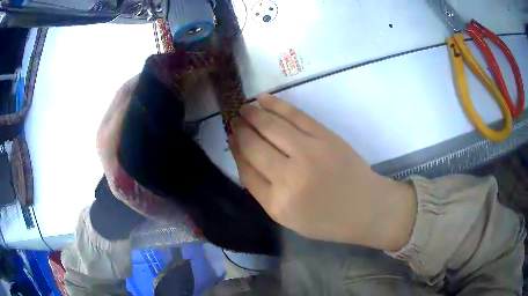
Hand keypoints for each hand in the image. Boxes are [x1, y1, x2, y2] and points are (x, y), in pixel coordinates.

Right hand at [229, 94, 416, 250]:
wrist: (365, 207)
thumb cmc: (327, 219)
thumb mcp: (289, 218)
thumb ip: (263, 191)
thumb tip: (244, 158)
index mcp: (278, 203)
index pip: (246, 170)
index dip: (236, 151)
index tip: (231, 138)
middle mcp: (289, 176)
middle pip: (254, 146)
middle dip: (240, 130)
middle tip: (232, 121)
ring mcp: (308, 152)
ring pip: (270, 126)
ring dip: (252, 114)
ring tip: (242, 108)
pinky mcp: (324, 136)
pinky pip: (294, 115)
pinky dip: (276, 105)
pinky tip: (262, 99)